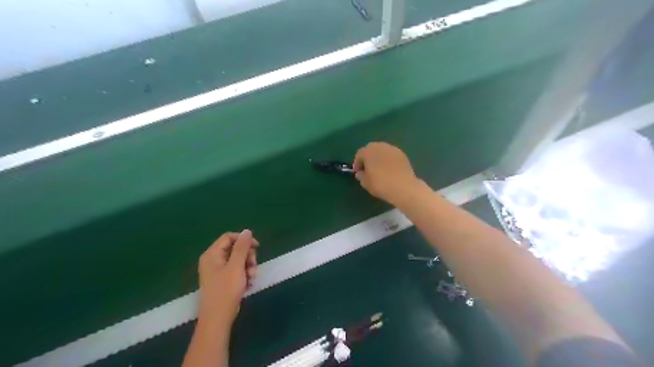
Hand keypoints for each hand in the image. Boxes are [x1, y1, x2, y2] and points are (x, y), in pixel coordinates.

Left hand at [197, 231, 258, 324]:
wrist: (218, 318)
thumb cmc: (226, 290)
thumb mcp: (236, 266)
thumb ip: (242, 247)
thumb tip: (247, 231)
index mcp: (212, 254)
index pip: (229, 237)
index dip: (244, 240)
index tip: (257, 246)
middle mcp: (213, 260)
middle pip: (235, 249)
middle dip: (248, 257)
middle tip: (253, 267)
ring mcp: (218, 271)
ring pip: (239, 260)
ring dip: (249, 267)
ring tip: (251, 278)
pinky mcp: (224, 280)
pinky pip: (237, 271)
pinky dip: (245, 275)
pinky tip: (248, 284)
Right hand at [356, 140, 420, 203]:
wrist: (403, 187)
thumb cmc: (380, 184)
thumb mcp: (365, 183)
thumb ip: (361, 176)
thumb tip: (361, 173)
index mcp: (368, 151)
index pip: (359, 154)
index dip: (357, 163)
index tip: (357, 172)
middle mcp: (380, 146)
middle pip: (371, 150)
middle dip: (368, 158)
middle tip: (368, 169)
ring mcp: (393, 149)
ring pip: (382, 151)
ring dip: (379, 158)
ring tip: (379, 170)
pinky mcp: (402, 154)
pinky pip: (391, 156)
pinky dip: (388, 161)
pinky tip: (390, 170)